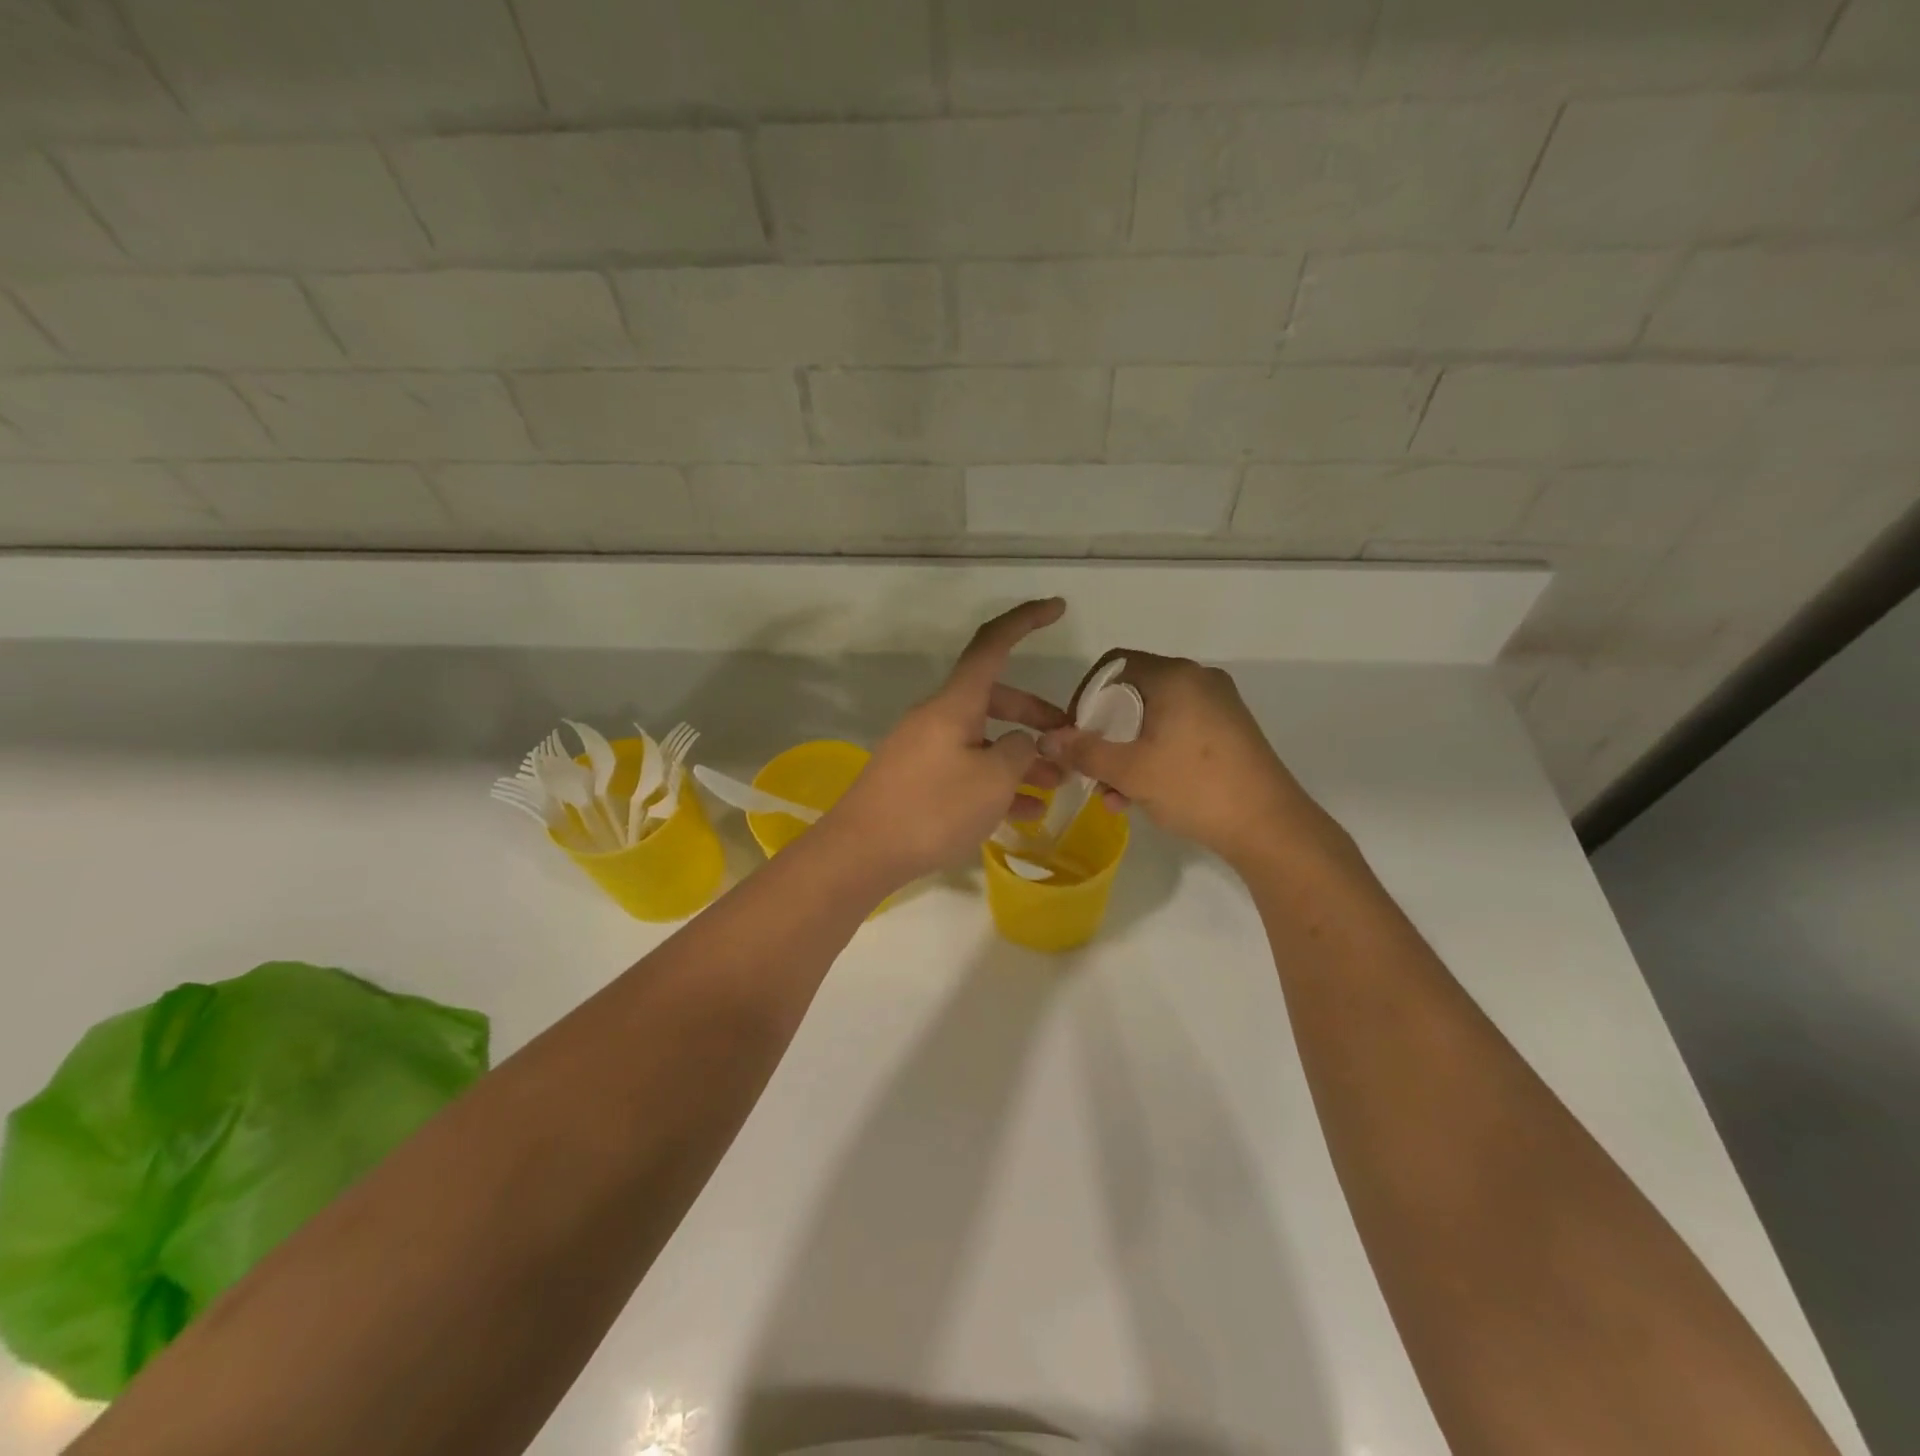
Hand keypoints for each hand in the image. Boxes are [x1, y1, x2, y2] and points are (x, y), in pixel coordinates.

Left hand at [826, 599, 1070, 886]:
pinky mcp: (917, 779)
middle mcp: (938, 717)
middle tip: (1068, 742)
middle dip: (1035, 717)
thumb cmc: (933, 809)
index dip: (1025, 621)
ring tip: (1055, 785)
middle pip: (995, 699)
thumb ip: (1019, 753)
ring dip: (1019, 757)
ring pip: (983, 740)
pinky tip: (1024, 812)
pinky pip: (966, 768)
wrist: (861, 852)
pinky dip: (995, 782)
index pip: (992, 645)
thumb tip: (1021, 743)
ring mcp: (924, 749)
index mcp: (954, 704)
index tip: (1057, 608)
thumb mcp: (992, 780)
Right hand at [1038, 650, 1336, 869]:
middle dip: (1105, 732)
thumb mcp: (1129, 771)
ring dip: (1127, 751)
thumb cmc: (1194, 787)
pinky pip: (1178, 732)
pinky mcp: (1230, 731)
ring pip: (1155, 718)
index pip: (1114, 664)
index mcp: (1175, 676)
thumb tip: (1046, 739)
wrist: (1269, 826)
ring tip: (1113, 793)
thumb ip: (1084, 751)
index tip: (1072, 731)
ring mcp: (1219, 706)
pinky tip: (1142, 794)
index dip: (1085, 695)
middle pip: (1133, 693)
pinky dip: (1154, 754)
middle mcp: (1199, 680)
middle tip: (1090, 766)